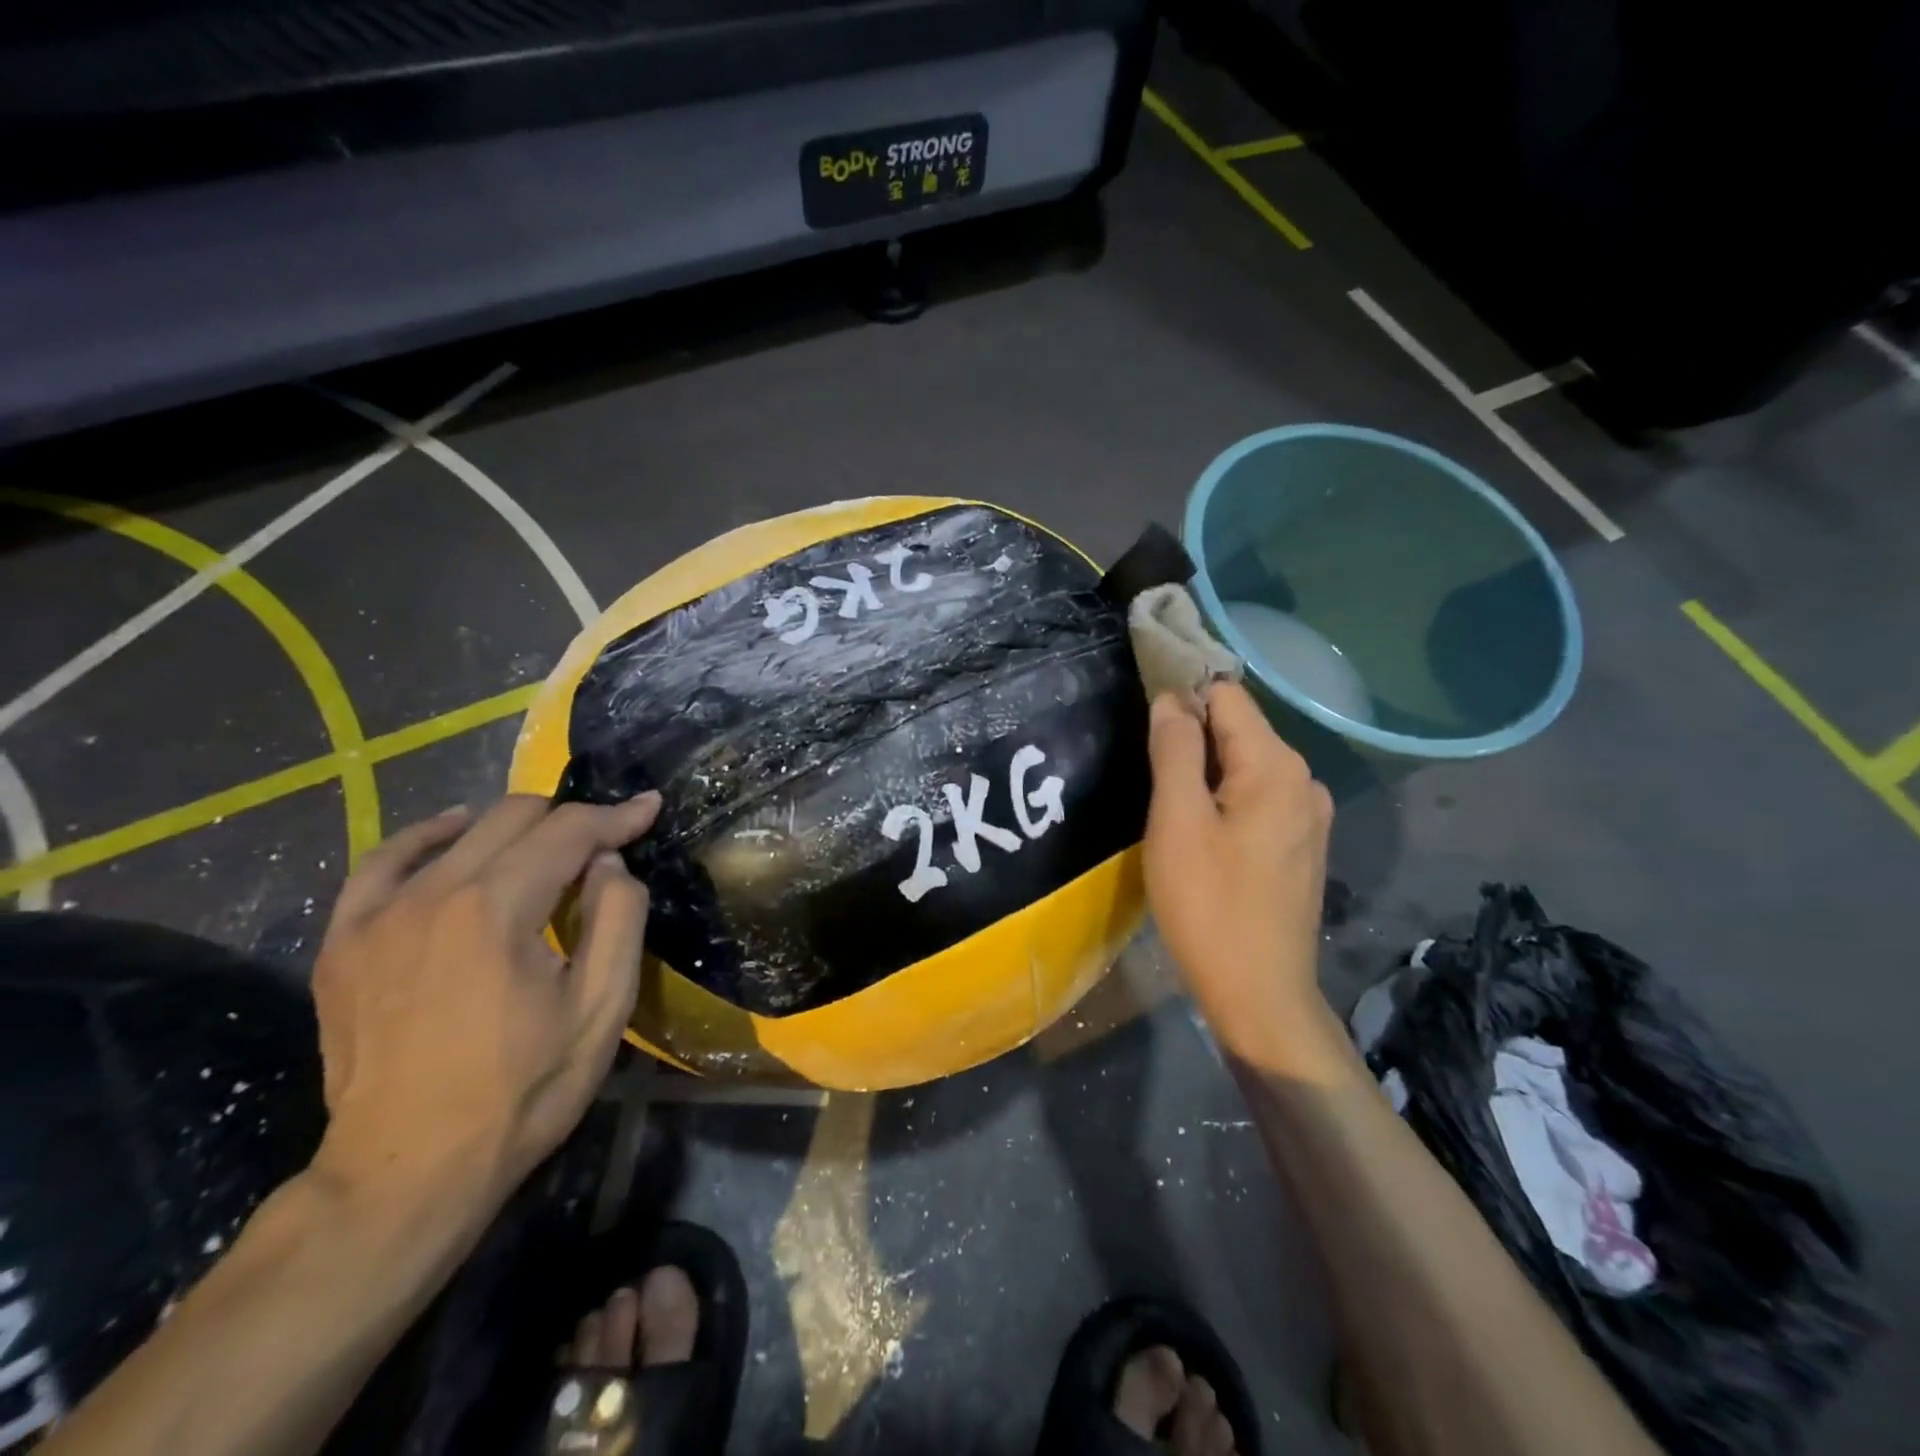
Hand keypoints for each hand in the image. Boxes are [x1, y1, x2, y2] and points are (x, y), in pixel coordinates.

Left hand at [309, 793, 660, 1215]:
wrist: (406, 1172)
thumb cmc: (522, 1090)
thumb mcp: (601, 1007)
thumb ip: (617, 918)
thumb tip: (608, 862)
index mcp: (495, 909)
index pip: (568, 831)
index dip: (616, 816)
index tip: (649, 809)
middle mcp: (430, 894)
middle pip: (512, 817)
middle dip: (570, 819)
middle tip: (605, 843)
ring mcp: (375, 915)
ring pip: (456, 831)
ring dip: (512, 827)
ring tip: (545, 845)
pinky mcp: (344, 942)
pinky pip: (385, 862)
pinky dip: (429, 839)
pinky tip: (454, 837)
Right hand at [1143, 684, 1333, 1064]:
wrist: (1260, 994)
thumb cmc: (1209, 905)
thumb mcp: (1178, 821)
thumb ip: (1174, 750)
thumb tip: (1171, 699)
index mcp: (1276, 766)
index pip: (1226, 697)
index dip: (1181, 698)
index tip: (1141, 721)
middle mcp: (1304, 780)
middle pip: (1238, 730)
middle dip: (1191, 739)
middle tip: (1146, 775)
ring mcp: (1309, 815)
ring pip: (1245, 766)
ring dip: (1205, 773)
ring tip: (1168, 808)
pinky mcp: (1302, 845)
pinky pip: (1257, 798)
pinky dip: (1225, 800)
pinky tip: (1202, 834)